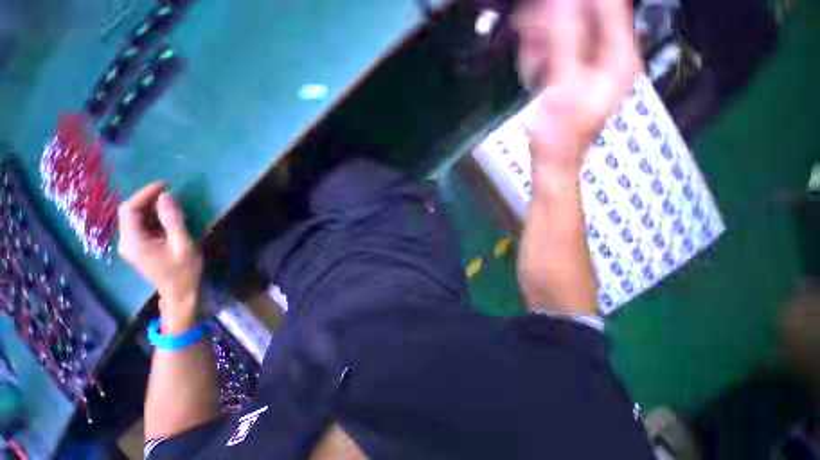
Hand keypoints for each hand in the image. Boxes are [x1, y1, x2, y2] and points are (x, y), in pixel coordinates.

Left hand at [118, 183, 201, 328]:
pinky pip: (142, 227)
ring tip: (173, 203)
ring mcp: (131, 245)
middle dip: (149, 200)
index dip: (144, 194)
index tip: (164, 185)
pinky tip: (168, 218)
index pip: (130, 210)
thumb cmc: (183, 270)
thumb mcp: (183, 245)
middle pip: (131, 213)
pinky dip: (154, 218)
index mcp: (133, 241)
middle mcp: (127, 241)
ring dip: (152, 209)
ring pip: (136, 219)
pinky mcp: (139, 248)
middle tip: (171, 193)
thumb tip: (166, 196)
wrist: (180, 293)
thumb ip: (173, 220)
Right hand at [515, 0, 637, 180]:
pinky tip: (531, 72)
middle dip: (552, 23)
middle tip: (527, 28)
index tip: (550, 3)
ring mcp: (589, 69)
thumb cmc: (560, 136)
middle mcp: (608, 58)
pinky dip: (541, 58)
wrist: (552, 164)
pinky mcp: (571, 78)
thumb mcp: (564, 88)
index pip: (609, 7)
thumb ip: (566, 41)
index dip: (579, 0)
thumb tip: (563, 1)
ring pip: (566, 37)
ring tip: (529, 66)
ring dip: (542, 45)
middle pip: (584, 19)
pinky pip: (557, 55)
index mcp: (618, 58)